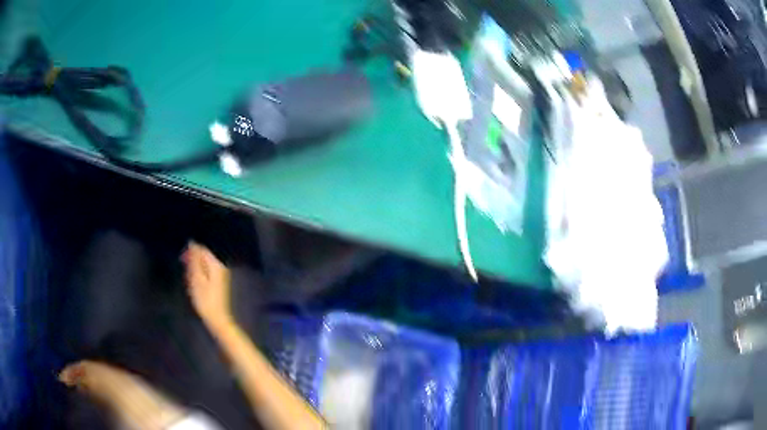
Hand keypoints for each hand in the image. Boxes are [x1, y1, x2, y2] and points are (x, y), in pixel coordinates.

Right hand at [182, 242, 231, 328]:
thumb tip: (192, 243)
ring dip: (194, 274)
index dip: (190, 253)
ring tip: (191, 286)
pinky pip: (205, 276)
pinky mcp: (218, 284)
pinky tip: (195, 290)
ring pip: (202, 268)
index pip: (201, 249)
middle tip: (187, 278)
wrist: (217, 319)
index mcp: (216, 264)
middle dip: (192, 265)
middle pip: (202, 258)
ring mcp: (220, 276)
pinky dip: (198, 280)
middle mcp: (220, 267)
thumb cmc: (205, 300)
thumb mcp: (196, 278)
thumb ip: (194, 260)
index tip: (182, 263)